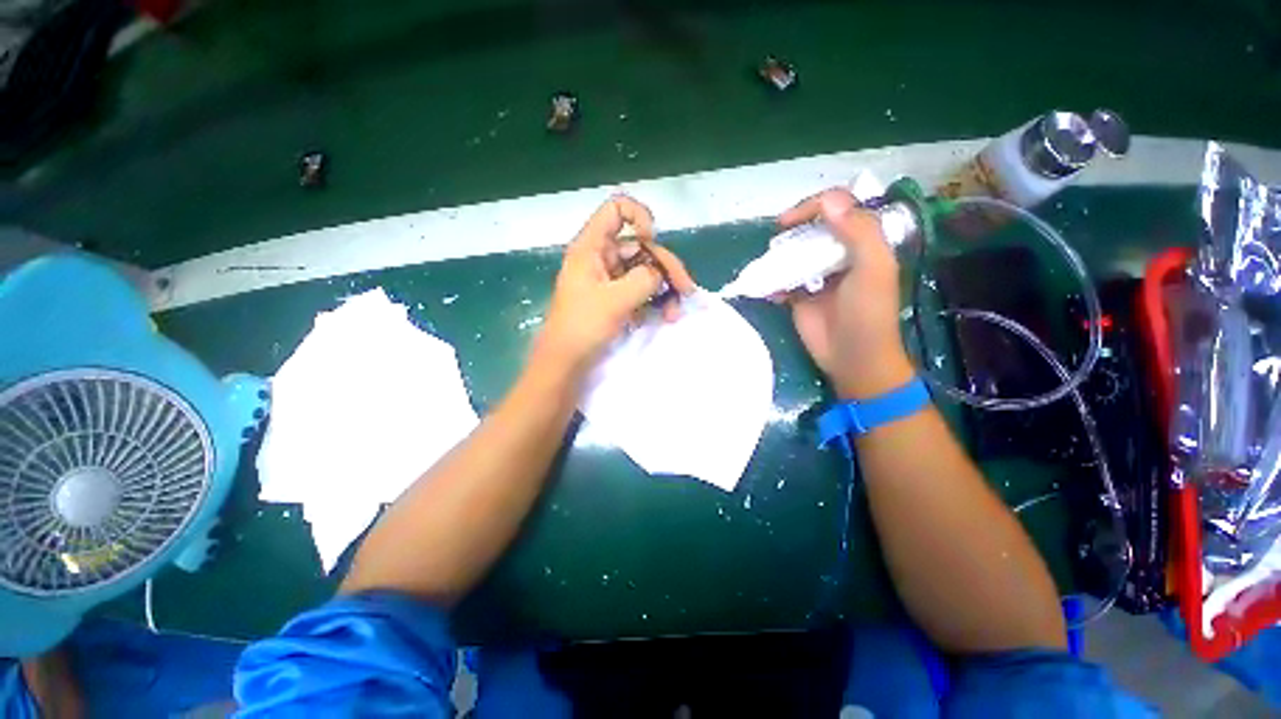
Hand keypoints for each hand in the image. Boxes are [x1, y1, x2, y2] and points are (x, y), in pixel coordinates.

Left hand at [535, 195, 694, 373]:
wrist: (566, 363)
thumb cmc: (583, 327)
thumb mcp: (616, 300)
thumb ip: (644, 280)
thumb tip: (660, 275)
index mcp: (592, 248)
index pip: (616, 210)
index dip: (639, 217)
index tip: (652, 241)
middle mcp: (602, 258)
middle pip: (641, 247)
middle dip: (666, 267)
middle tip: (686, 291)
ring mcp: (609, 280)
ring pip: (644, 273)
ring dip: (664, 289)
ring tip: (674, 313)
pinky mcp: (615, 300)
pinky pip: (640, 292)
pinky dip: (654, 302)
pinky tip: (663, 318)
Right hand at [777, 189, 913, 398]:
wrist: (852, 357)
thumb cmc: (867, 314)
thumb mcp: (873, 269)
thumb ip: (859, 232)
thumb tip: (827, 201)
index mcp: (863, 242)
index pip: (838, 208)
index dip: (814, 206)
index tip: (790, 220)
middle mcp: (839, 254)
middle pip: (812, 228)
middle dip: (793, 231)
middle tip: (778, 241)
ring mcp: (817, 275)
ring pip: (794, 253)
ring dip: (779, 255)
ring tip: (770, 263)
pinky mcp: (800, 295)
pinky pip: (781, 280)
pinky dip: (772, 281)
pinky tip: (768, 288)